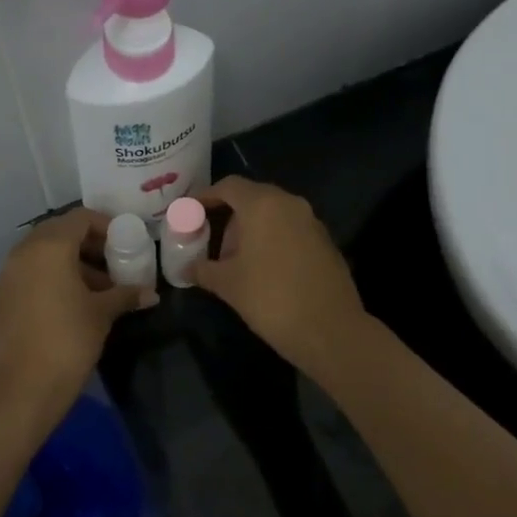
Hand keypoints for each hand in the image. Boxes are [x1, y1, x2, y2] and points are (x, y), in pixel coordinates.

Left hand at [0, 209, 154, 412]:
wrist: (23, 386)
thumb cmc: (68, 339)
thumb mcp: (102, 313)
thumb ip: (126, 294)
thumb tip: (151, 293)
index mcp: (50, 246)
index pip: (81, 218)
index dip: (106, 226)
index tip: (126, 243)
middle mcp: (25, 251)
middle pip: (61, 232)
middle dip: (89, 244)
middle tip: (115, 263)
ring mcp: (9, 273)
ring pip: (45, 254)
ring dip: (73, 262)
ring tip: (101, 288)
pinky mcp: (3, 296)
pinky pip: (33, 272)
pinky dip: (54, 277)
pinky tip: (77, 302)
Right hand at [195, 176, 367, 372]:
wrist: (330, 330)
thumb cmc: (270, 299)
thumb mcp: (228, 284)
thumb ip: (203, 270)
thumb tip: (186, 269)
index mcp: (263, 205)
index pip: (228, 186)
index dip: (205, 196)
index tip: (189, 211)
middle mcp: (290, 204)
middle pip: (252, 197)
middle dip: (229, 216)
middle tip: (212, 242)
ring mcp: (312, 222)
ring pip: (274, 214)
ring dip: (252, 230)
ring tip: (237, 261)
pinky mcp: (326, 242)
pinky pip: (291, 230)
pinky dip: (273, 240)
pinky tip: (265, 270)